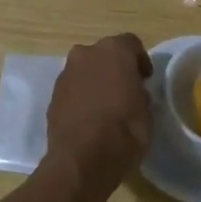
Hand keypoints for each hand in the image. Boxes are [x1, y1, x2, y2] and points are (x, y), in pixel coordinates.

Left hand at [45, 33, 152, 192]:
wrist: (84, 158)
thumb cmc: (126, 129)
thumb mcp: (147, 110)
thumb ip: (139, 92)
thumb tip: (133, 92)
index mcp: (114, 50)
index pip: (131, 43)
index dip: (140, 60)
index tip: (145, 78)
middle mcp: (86, 54)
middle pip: (103, 54)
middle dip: (113, 68)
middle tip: (125, 89)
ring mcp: (65, 74)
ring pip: (84, 71)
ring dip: (94, 82)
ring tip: (105, 107)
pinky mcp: (53, 96)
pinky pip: (72, 90)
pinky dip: (81, 98)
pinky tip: (89, 119)